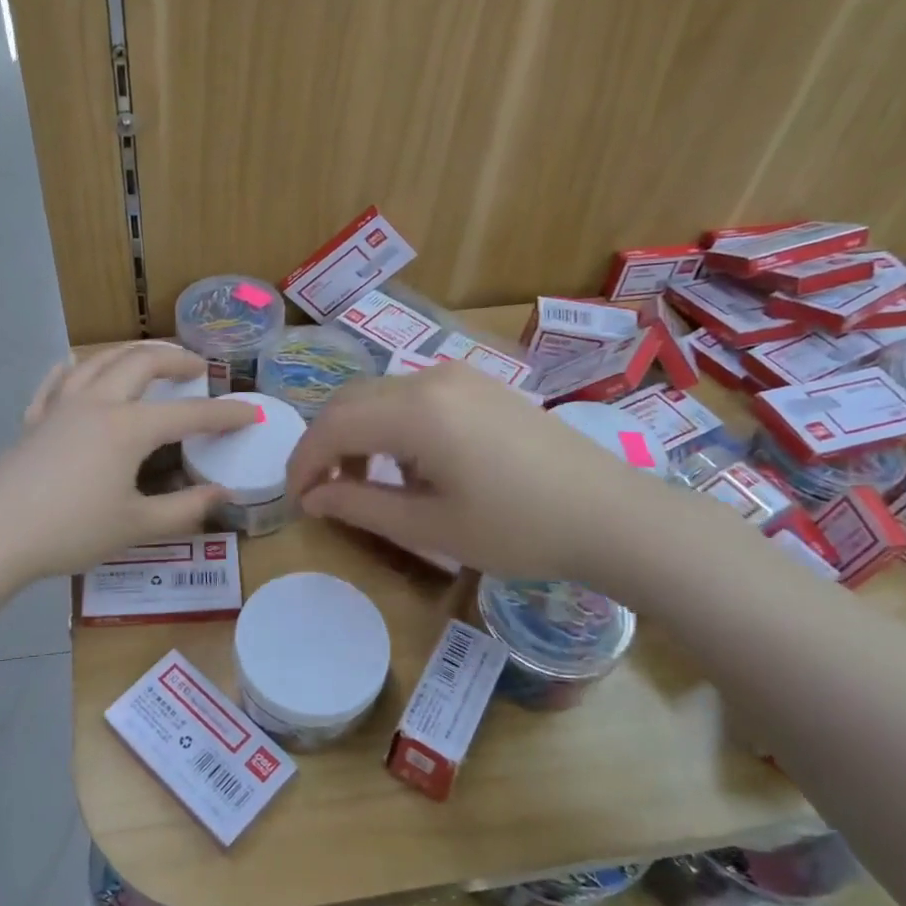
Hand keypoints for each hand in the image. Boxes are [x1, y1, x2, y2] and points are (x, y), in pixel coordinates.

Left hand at [0, 343, 257, 583]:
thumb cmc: (70, 531)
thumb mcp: (136, 526)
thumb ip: (184, 509)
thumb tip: (223, 495)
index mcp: (128, 427)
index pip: (189, 413)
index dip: (226, 413)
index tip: (253, 412)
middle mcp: (98, 403)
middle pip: (142, 363)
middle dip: (175, 359)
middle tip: (197, 367)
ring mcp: (61, 406)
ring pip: (100, 360)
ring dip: (131, 352)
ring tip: (149, 358)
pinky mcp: (34, 420)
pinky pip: (58, 380)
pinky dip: (75, 368)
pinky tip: (77, 366)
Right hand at [287, 363, 673, 581]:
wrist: (611, 515)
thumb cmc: (517, 529)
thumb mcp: (429, 526)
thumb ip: (359, 506)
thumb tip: (311, 499)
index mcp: (415, 412)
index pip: (332, 426)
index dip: (303, 462)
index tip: (295, 500)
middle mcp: (430, 379)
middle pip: (350, 401)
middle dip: (325, 445)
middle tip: (322, 493)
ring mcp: (460, 376)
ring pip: (380, 394)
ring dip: (358, 434)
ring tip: (363, 483)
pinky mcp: (481, 385)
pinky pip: (414, 395)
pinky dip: (391, 425)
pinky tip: (408, 464)